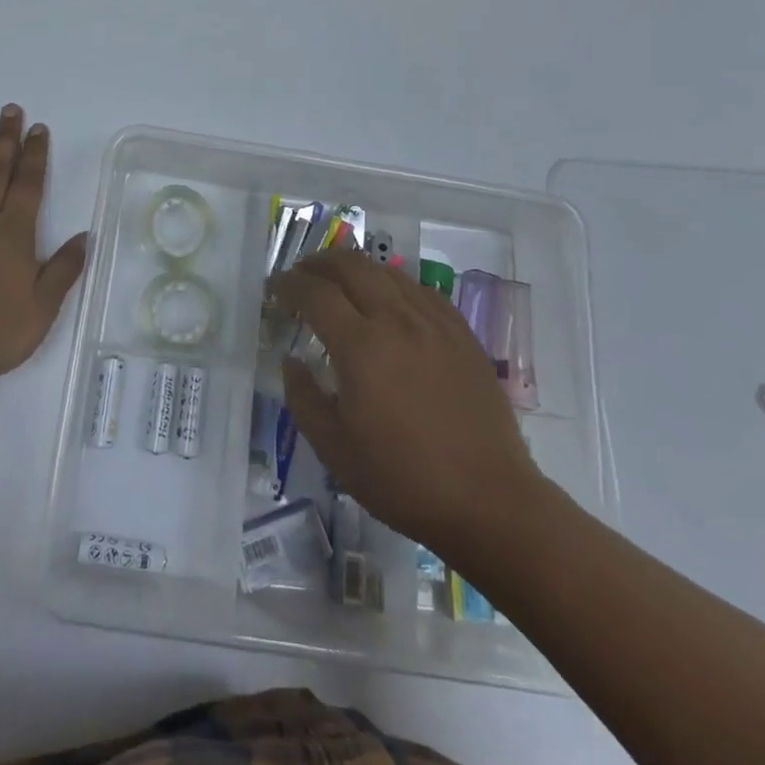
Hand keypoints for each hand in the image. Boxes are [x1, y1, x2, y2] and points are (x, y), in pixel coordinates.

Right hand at [272, 251, 546, 566]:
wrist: (489, 502)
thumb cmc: (403, 479)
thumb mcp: (334, 449)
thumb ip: (303, 397)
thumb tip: (292, 360)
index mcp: (360, 346)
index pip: (315, 293)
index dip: (289, 283)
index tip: (275, 287)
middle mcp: (396, 320)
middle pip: (351, 266)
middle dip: (319, 263)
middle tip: (302, 274)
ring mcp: (433, 323)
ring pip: (388, 272)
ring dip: (356, 268)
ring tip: (340, 280)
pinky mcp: (461, 334)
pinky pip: (421, 291)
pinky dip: (394, 284)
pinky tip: (389, 300)